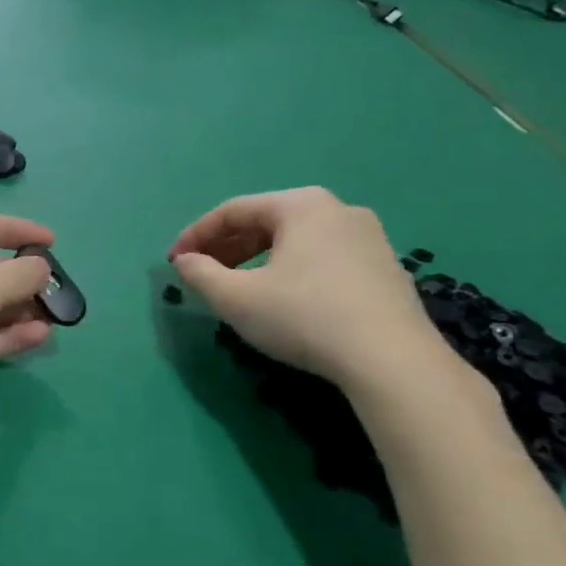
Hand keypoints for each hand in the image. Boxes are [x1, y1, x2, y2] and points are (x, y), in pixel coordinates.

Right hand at [169, 187, 447, 392]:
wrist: (391, 360)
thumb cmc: (304, 317)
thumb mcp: (236, 298)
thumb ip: (200, 274)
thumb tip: (185, 262)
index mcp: (301, 205)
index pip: (233, 211)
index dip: (196, 235)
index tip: (174, 262)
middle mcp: (338, 210)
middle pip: (267, 222)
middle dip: (227, 247)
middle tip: (202, 274)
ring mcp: (369, 238)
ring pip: (296, 241)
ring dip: (258, 260)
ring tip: (238, 288)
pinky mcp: (385, 269)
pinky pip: (323, 259)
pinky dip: (291, 271)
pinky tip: (283, 300)